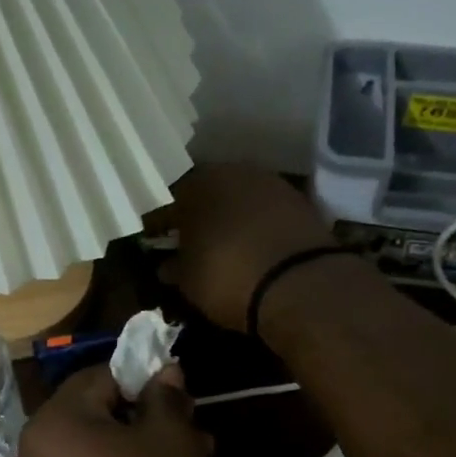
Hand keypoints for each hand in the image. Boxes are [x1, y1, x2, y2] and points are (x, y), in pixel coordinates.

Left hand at [11, 365, 222, 456]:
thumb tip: (163, 371)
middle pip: (90, 419)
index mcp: (52, 425)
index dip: (141, 380)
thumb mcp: (175, 442)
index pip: (97, 378)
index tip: (178, 397)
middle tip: (189, 434)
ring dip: (131, 454)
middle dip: (140, 421)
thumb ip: (164, 398)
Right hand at [166, 166, 335, 332]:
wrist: (299, 284)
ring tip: (224, 243)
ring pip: (240, 197)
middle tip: (191, 239)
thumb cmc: (228, 278)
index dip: (160, 224)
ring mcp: (270, 183)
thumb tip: (167, 265)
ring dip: (231, 216)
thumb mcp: (189, 282)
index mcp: (196, 186)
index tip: (155, 239)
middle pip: (208, 192)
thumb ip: (175, 268)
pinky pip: (267, 211)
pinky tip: (254, 244)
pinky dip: (258, 224)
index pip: (168, 202)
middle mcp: (232, 172)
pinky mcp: (300, 201)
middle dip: (198, 214)